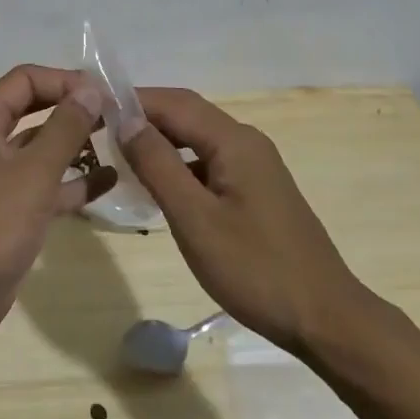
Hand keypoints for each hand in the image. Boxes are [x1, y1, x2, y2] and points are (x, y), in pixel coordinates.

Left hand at [0, 65, 114, 345]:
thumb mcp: (32, 173)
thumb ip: (65, 128)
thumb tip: (91, 87)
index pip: (26, 80)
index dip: (65, 80)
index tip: (105, 93)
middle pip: (35, 109)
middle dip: (74, 108)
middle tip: (118, 113)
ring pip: (43, 148)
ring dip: (78, 143)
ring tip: (121, 141)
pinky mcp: (10, 211)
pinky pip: (47, 185)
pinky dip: (75, 181)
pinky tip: (111, 180)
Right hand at [119, 88, 364, 354]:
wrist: (326, 318)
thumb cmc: (255, 269)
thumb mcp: (195, 219)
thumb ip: (158, 165)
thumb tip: (126, 120)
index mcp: (234, 141)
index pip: (174, 103)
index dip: (132, 100)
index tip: (93, 107)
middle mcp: (246, 141)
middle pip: (187, 114)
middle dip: (143, 116)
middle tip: (100, 128)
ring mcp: (255, 165)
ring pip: (198, 139)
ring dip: (161, 141)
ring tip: (120, 154)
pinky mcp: (257, 189)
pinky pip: (209, 162)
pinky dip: (180, 165)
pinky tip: (160, 187)